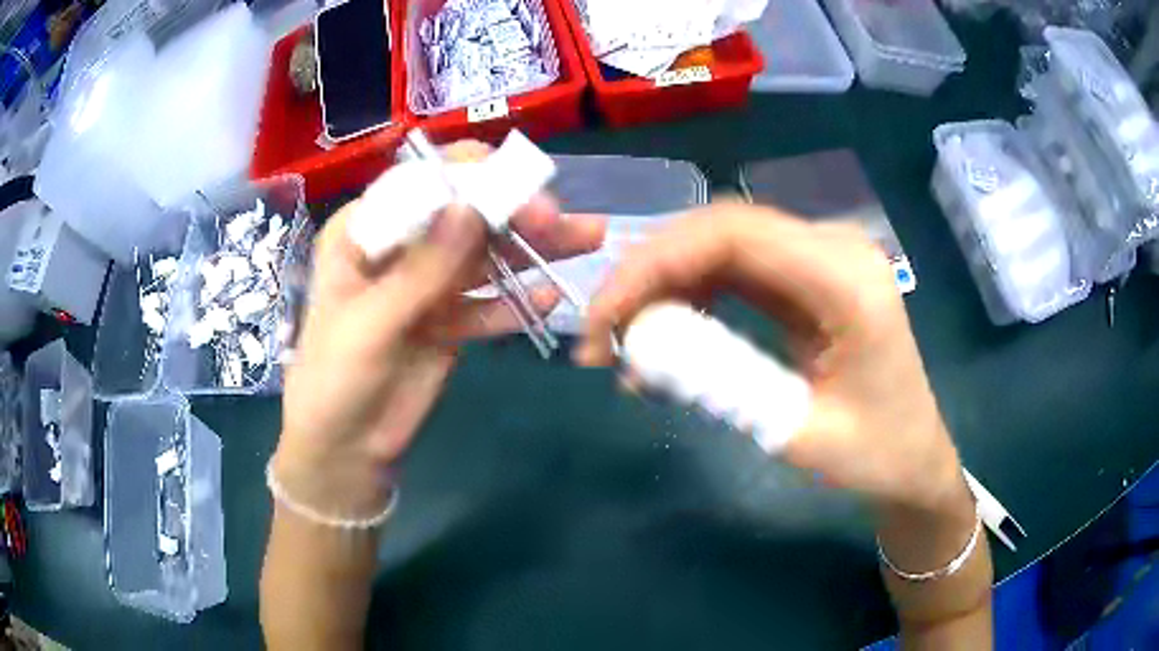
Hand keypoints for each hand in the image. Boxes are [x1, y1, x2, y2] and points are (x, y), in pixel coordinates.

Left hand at [274, 142, 605, 516]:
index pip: (419, 184)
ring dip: (531, 249)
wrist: (346, 450)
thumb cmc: (335, 381)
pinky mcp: (448, 320)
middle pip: (461, 215)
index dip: (469, 176)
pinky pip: (488, 303)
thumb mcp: (370, 324)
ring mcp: (426, 285)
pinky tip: (548, 300)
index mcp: (363, 232)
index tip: (517, 183)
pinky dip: (516, 302)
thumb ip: (421, 270)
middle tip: (557, 219)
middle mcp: (398, 249)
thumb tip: (471, 208)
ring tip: (586, 239)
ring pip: (483, 256)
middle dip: (511, 211)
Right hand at [576, 203, 966, 514]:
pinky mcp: (809, 275)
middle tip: (602, 333)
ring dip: (665, 285)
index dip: (654, 265)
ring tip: (626, 342)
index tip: (603, 319)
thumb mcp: (795, 433)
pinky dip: (692, 296)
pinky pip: (736, 268)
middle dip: (648, 274)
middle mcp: (835, 247)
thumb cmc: (874, 456)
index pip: (731, 234)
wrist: (913, 457)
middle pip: (719, 229)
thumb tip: (640, 349)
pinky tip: (668, 335)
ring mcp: (823, 255)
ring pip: (720, 244)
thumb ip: (720, 382)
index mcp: (847, 279)